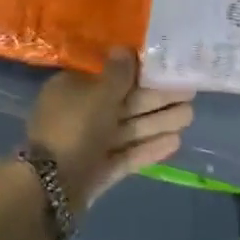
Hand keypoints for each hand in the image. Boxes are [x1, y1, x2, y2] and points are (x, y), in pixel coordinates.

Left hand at [27, 51, 194, 207]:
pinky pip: (127, 154)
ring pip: (129, 128)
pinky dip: (148, 148)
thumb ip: (117, 74)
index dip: (138, 72)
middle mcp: (80, 113)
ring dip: (158, 122)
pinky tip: (175, 142)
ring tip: (189, 115)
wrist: (50, 190)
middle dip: (156, 98)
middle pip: (124, 103)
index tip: (166, 69)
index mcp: (73, 89)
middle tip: (190, 91)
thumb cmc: (74, 129)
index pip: (109, 75)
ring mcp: (90, 144)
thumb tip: (125, 48)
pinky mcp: (99, 170)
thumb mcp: (98, 96)